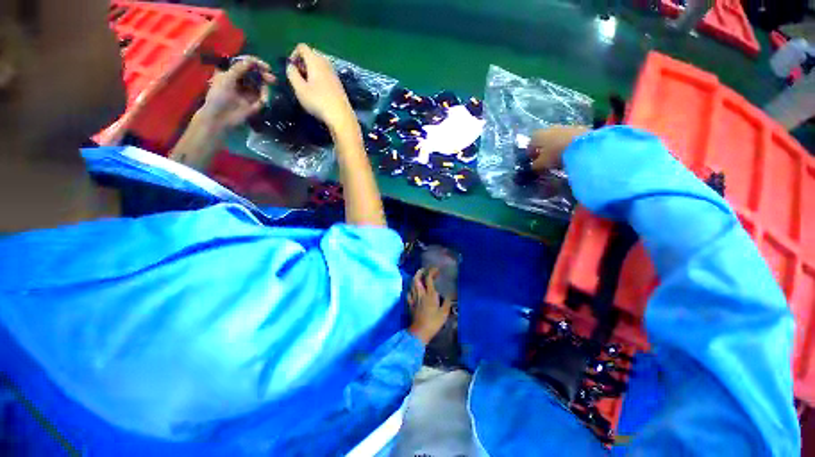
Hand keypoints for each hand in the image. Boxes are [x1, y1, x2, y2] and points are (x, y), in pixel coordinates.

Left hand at [199, 56, 274, 129]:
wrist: (220, 117)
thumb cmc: (219, 96)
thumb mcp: (227, 79)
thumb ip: (239, 68)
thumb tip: (251, 61)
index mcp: (233, 73)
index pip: (247, 64)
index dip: (256, 64)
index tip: (265, 67)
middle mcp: (242, 81)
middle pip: (256, 74)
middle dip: (264, 75)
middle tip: (272, 79)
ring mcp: (249, 93)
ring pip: (261, 85)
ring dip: (266, 86)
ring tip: (267, 91)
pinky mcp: (255, 104)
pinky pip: (263, 97)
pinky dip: (265, 96)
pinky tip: (263, 99)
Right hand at [286, 44, 355, 130]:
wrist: (341, 117)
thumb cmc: (318, 101)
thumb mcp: (299, 89)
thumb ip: (292, 74)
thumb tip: (291, 66)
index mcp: (315, 60)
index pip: (302, 47)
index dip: (294, 55)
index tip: (292, 69)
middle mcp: (327, 63)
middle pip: (312, 55)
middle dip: (303, 63)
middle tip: (299, 77)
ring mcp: (335, 74)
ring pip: (320, 65)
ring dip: (312, 71)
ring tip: (308, 86)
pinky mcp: (340, 85)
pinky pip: (327, 75)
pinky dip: (320, 78)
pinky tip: (319, 92)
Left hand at [408, 268, 452, 344]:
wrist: (420, 332)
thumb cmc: (433, 322)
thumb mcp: (444, 313)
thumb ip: (447, 302)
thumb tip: (449, 294)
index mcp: (430, 294)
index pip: (428, 278)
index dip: (432, 271)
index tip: (436, 270)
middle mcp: (420, 293)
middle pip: (417, 278)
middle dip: (420, 272)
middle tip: (425, 269)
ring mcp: (414, 298)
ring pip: (412, 284)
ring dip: (415, 278)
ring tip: (419, 277)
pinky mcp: (410, 304)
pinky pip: (408, 293)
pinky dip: (410, 288)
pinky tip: (413, 289)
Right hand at [529, 125, 590, 171]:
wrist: (584, 145)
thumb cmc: (556, 154)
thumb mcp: (541, 164)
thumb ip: (535, 165)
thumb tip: (533, 166)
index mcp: (537, 135)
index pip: (530, 145)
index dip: (530, 154)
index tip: (533, 162)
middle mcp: (548, 128)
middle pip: (543, 140)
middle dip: (542, 150)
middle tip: (544, 160)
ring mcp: (564, 127)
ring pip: (555, 138)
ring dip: (554, 147)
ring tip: (557, 158)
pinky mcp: (577, 128)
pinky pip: (566, 138)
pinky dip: (565, 145)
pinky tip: (568, 153)